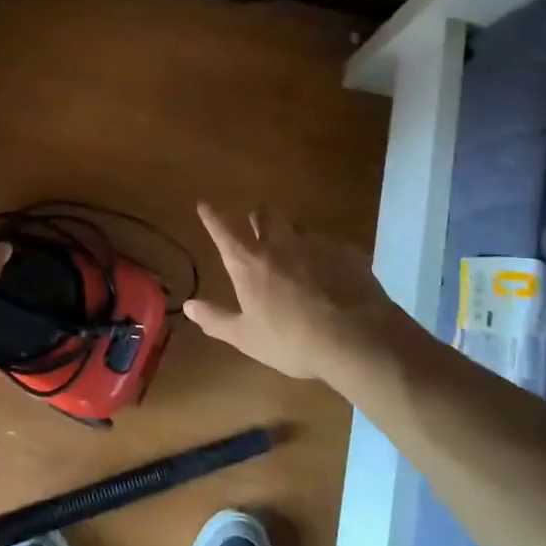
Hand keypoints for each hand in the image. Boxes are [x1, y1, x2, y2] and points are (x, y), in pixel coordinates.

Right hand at [184, 202, 417, 389]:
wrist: (357, 338)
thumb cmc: (292, 340)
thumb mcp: (247, 338)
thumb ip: (216, 320)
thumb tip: (189, 306)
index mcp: (249, 262)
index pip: (223, 230)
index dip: (211, 216)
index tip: (204, 205)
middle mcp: (279, 244)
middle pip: (265, 213)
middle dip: (259, 217)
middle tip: (258, 229)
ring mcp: (316, 244)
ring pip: (299, 226)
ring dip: (292, 235)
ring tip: (297, 255)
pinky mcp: (347, 252)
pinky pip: (330, 245)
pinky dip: (324, 256)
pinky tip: (332, 276)